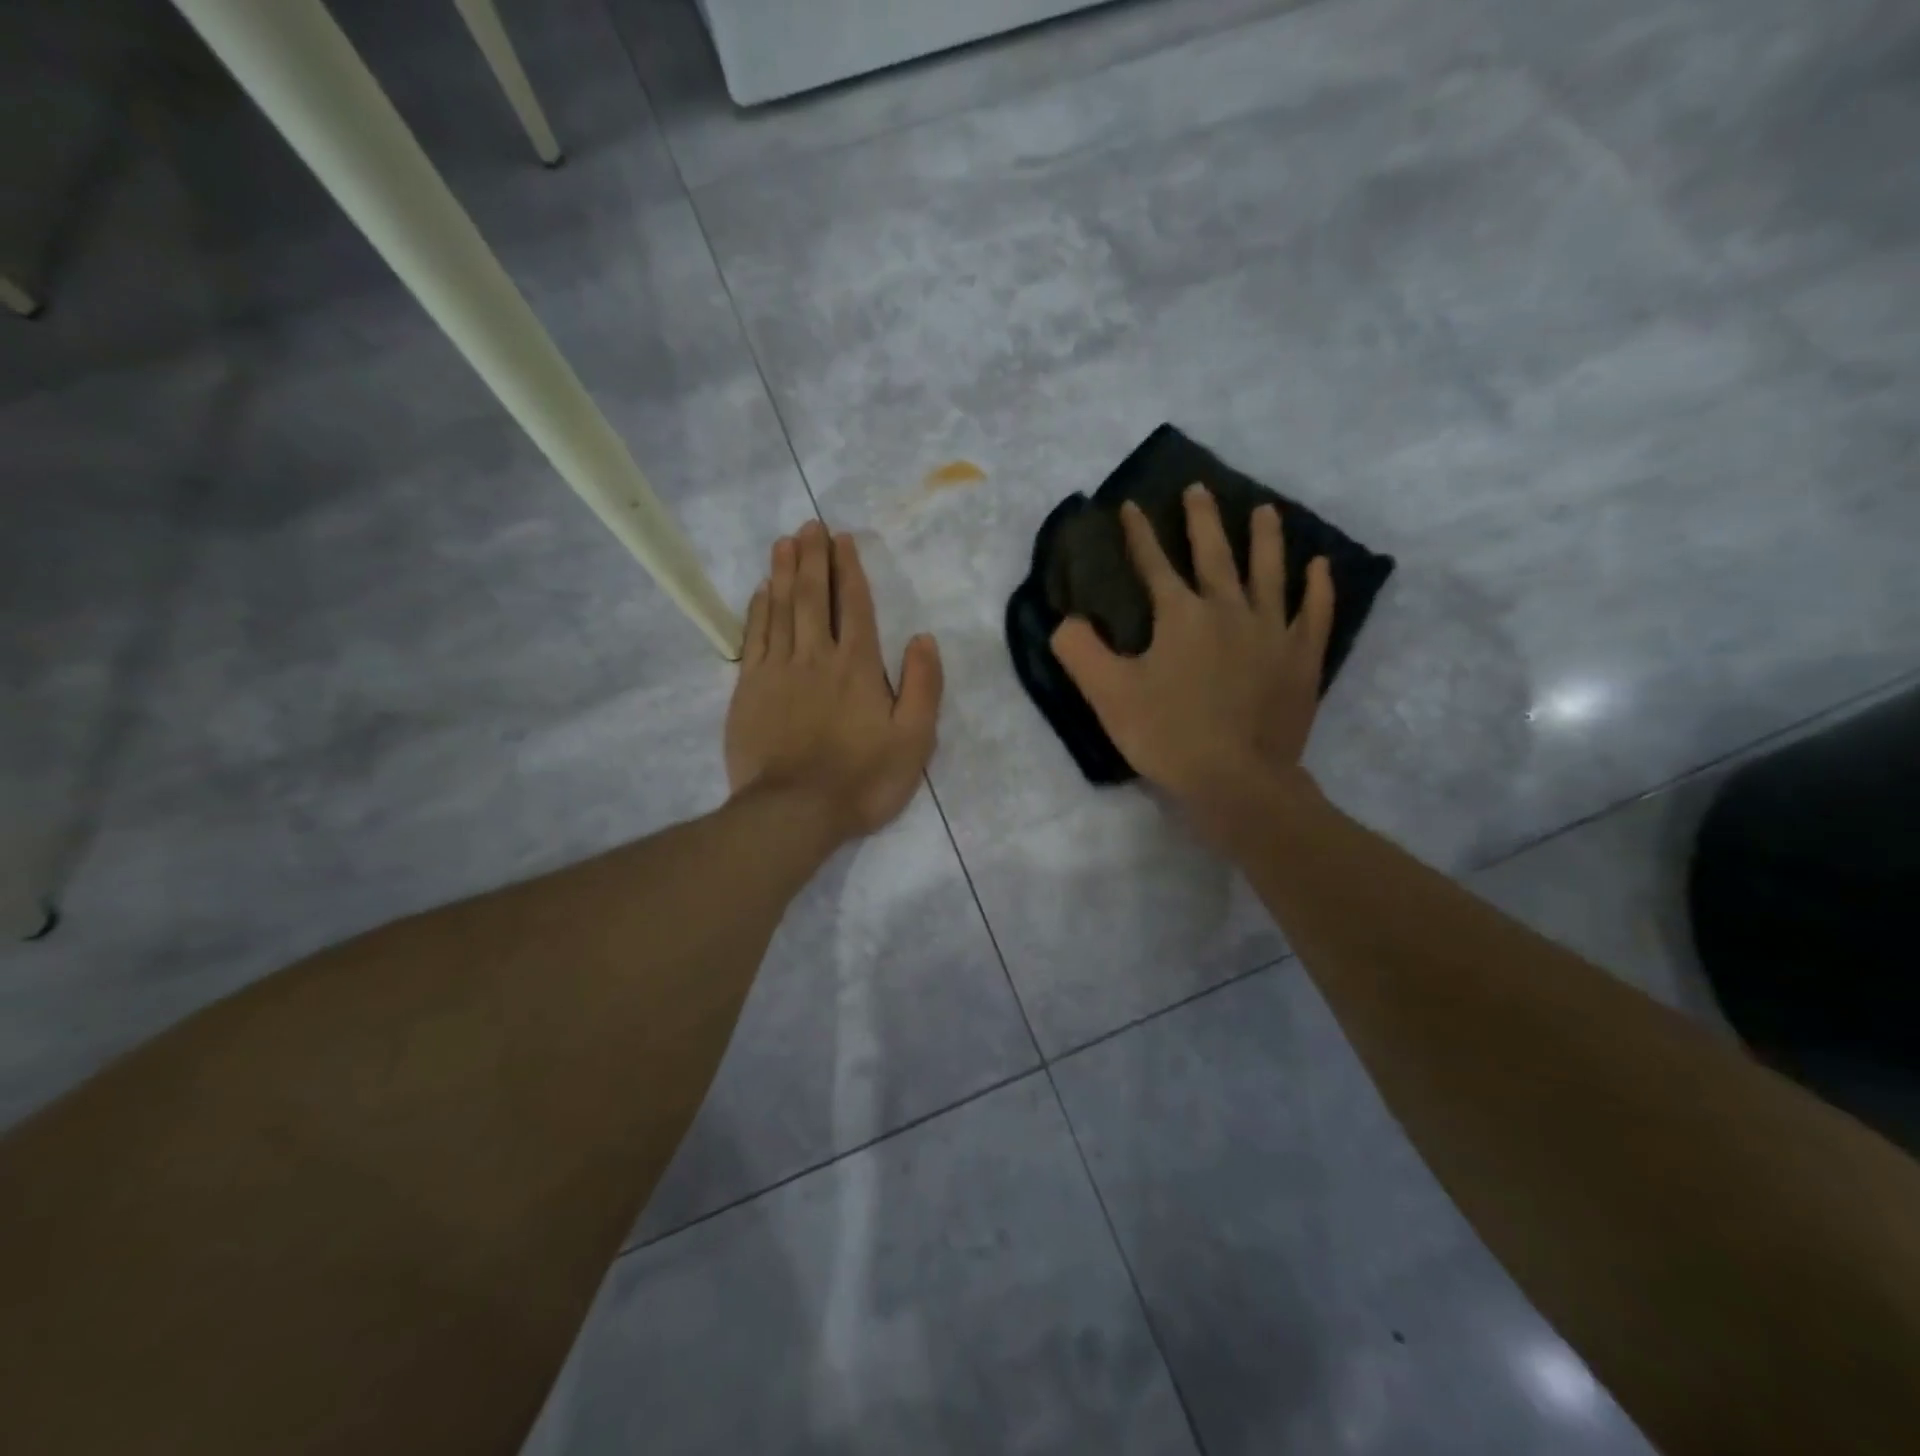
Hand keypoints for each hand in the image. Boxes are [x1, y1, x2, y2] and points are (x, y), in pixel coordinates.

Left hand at [726, 521, 943, 844]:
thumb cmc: (862, 780)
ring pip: (780, 609)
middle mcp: (816, 657)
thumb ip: (923, 687)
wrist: (794, 812)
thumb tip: (923, 639)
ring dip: (783, 573)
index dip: (848, 570)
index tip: (842, 539)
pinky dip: (758, 610)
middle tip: (809, 526)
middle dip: (812, 558)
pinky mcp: (749, 690)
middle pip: (812, 597)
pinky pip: (754, 638)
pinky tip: (760, 592)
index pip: (853, 606)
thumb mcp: (914, 741)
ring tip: (784, 542)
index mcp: (858, 666)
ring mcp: (778, 671)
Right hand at [1050, 484, 1333, 831]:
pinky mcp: (1302, 659)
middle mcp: (1229, 610)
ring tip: (1266, 510)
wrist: (1236, 781)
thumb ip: (1080, 651)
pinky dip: (1318, 587)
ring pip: (1270, 572)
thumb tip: (1065, 620)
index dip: (1138, 534)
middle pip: (1215, 554)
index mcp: (1181, 616)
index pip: (1153, 564)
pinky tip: (1320, 566)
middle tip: (1198, 489)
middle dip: (1202, 520)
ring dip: (1266, 538)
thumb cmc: (1167, 736)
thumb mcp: (1108, 695)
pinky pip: (1315, 613)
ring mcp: (1273, 631)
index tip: (1130, 505)